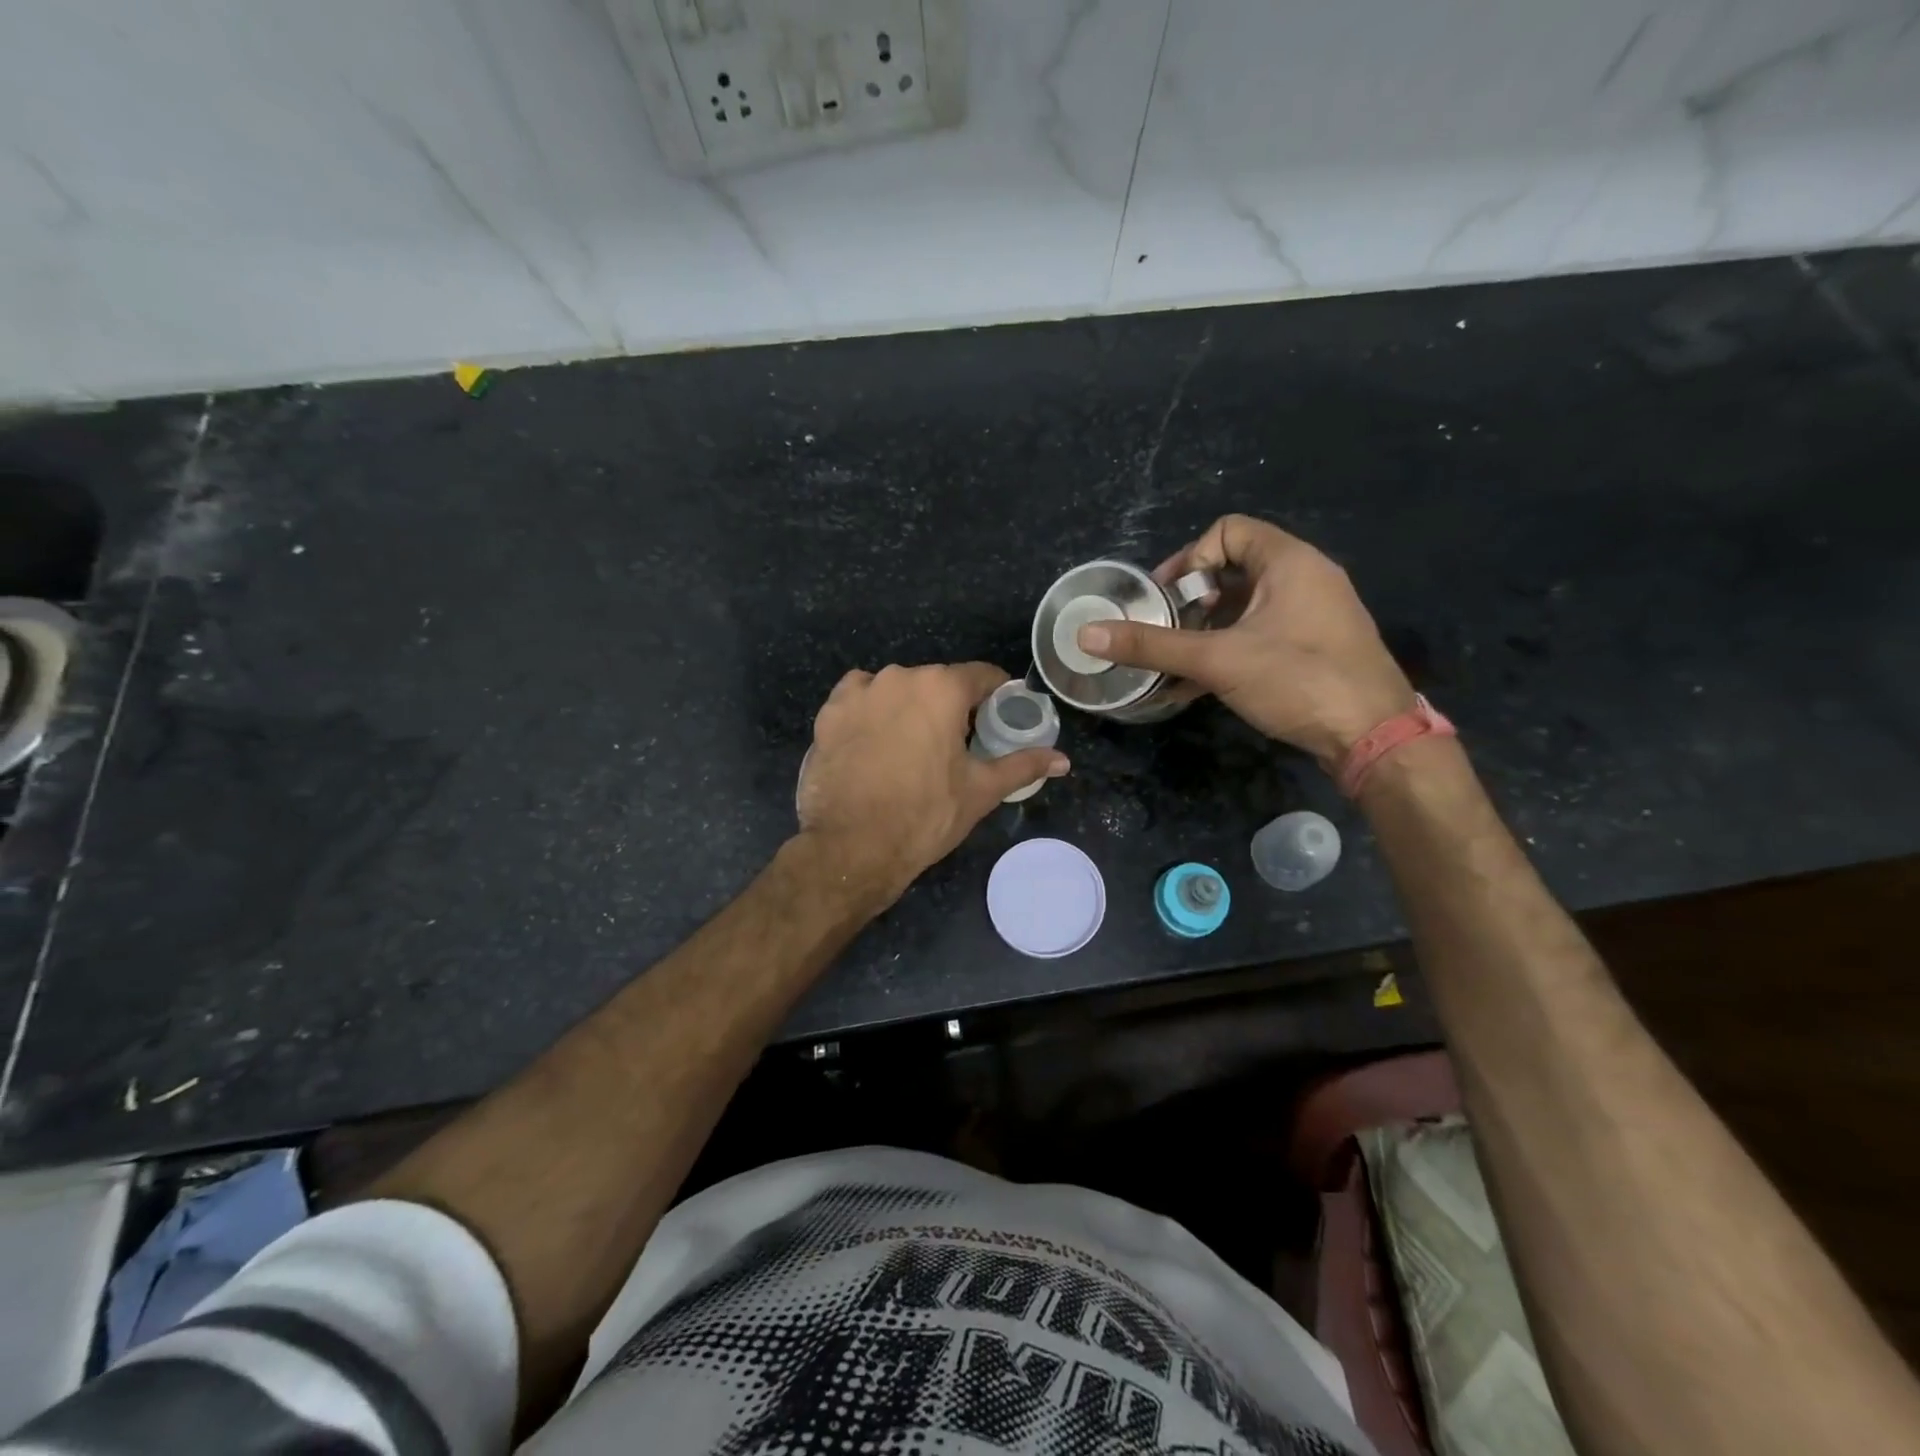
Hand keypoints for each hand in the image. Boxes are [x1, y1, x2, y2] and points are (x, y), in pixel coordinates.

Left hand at [796, 662, 1069, 906]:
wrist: (851, 846)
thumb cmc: (925, 815)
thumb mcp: (981, 790)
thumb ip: (1023, 765)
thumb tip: (1063, 760)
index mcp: (942, 688)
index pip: (982, 676)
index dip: (997, 695)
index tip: (1000, 717)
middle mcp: (900, 676)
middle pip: (938, 683)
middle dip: (951, 707)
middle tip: (957, 745)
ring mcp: (860, 692)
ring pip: (898, 689)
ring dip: (910, 708)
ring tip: (912, 748)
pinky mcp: (828, 712)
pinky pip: (860, 699)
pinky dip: (871, 712)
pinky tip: (875, 743)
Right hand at [1075, 514, 1415, 766]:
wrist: (1375, 739)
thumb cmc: (1298, 680)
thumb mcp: (1217, 661)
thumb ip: (1152, 646)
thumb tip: (1087, 635)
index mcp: (1289, 562)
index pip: (1227, 531)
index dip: (1188, 557)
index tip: (1164, 598)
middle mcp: (1306, 578)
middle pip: (1233, 569)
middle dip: (1190, 601)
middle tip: (1165, 631)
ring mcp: (1313, 615)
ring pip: (1245, 608)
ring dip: (1205, 631)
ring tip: (1176, 661)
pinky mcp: (1315, 649)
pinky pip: (1261, 635)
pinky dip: (1227, 651)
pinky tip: (1195, 686)